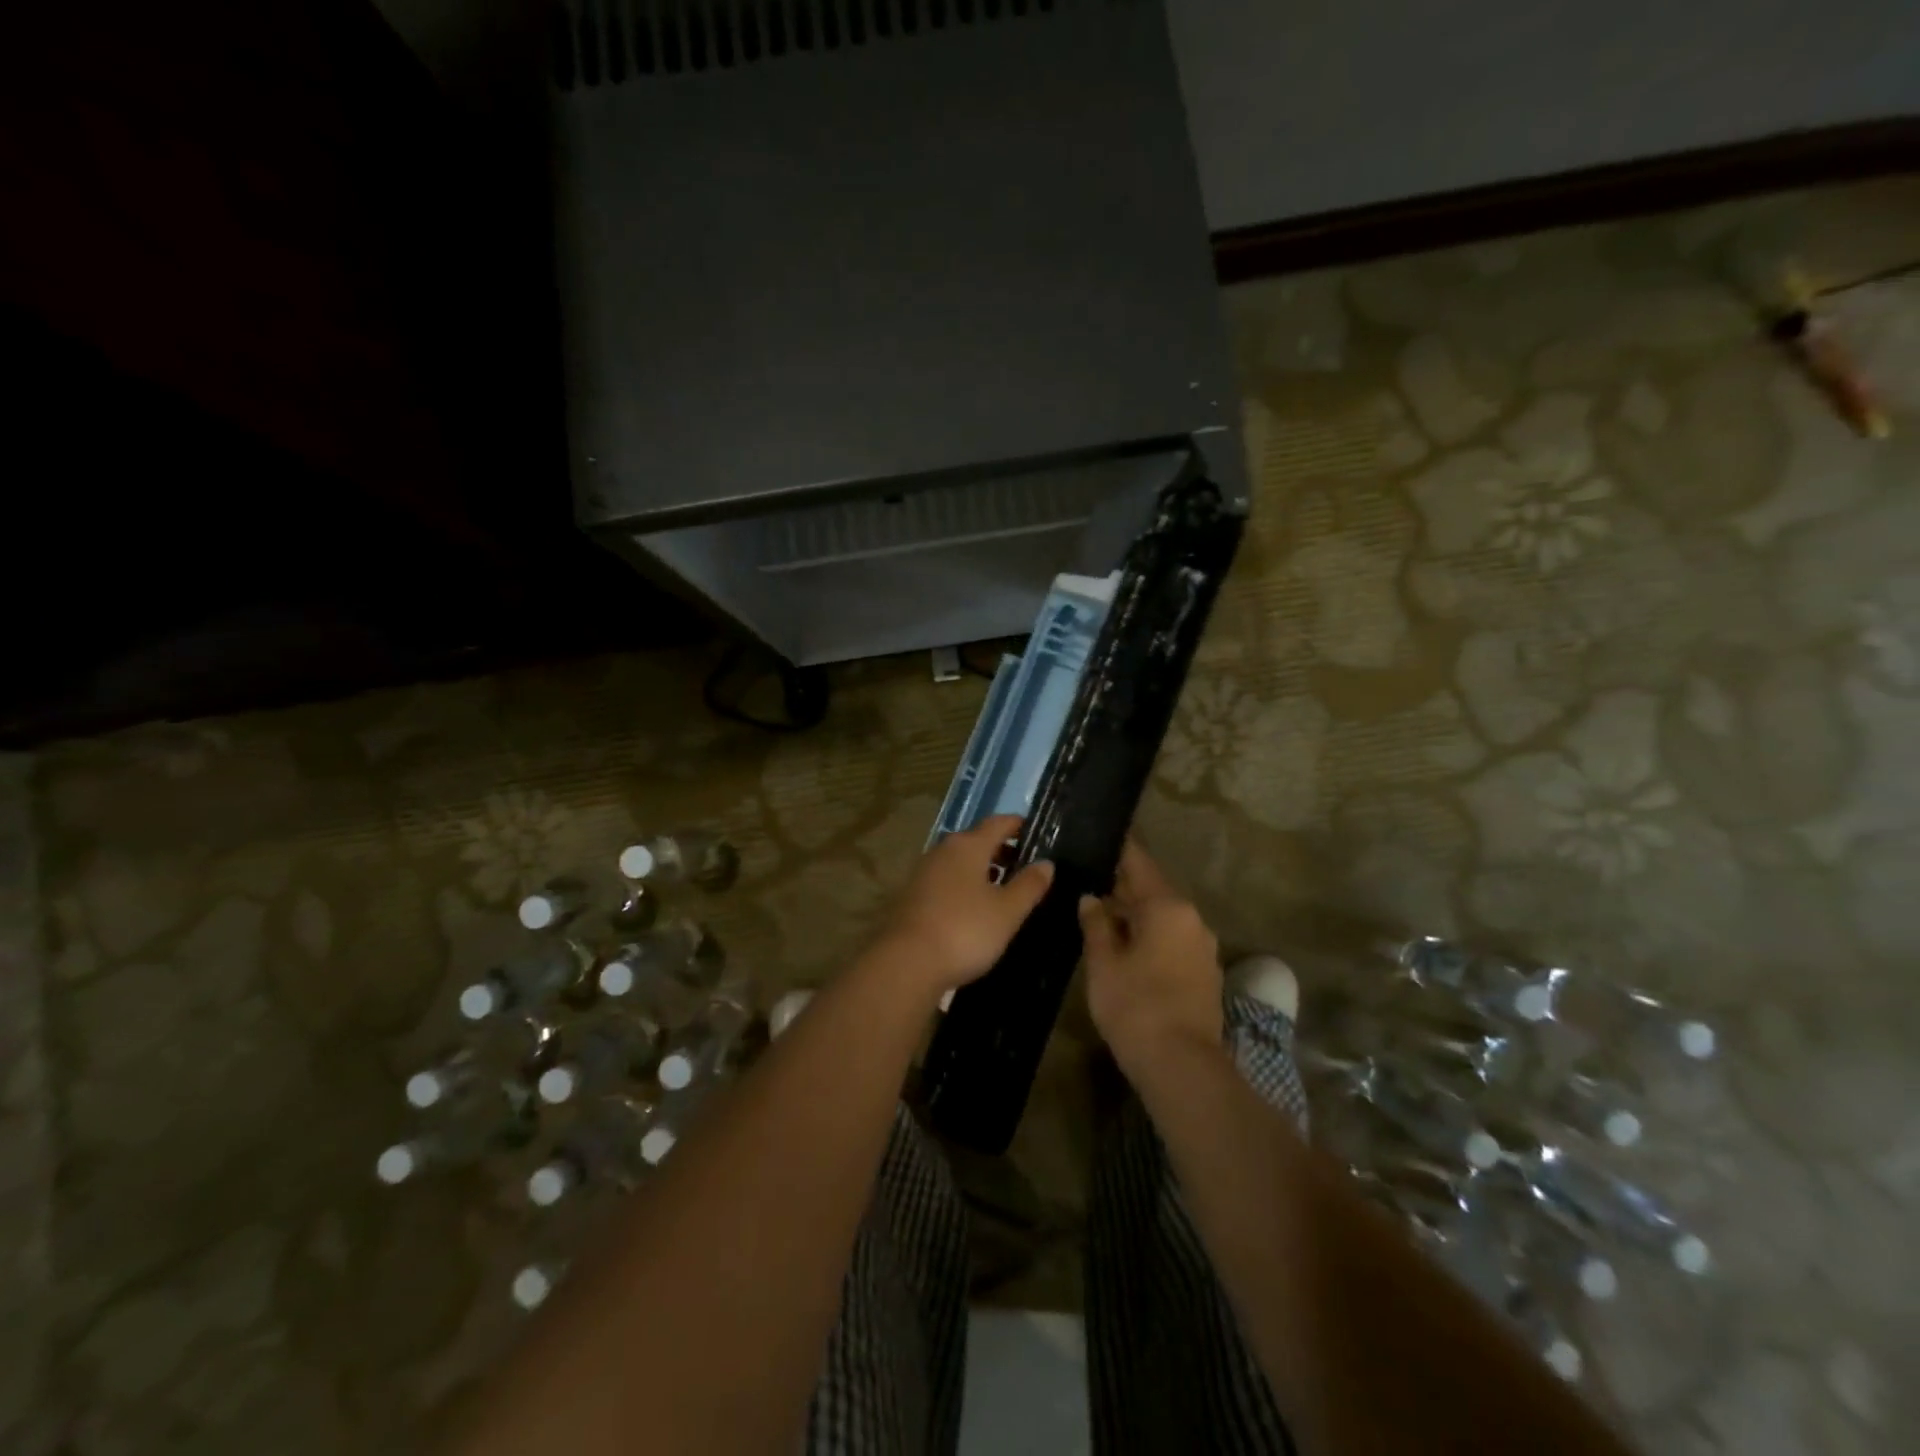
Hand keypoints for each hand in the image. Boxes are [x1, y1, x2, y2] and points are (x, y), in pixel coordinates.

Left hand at [870, 814, 1053, 1000]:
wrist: (907, 963)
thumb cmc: (965, 931)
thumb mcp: (1007, 911)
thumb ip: (1029, 885)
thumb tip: (1046, 863)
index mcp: (968, 846)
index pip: (998, 823)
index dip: (1018, 825)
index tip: (1036, 832)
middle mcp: (943, 851)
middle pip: (976, 840)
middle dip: (1001, 849)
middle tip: (1025, 865)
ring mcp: (924, 872)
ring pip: (959, 861)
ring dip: (982, 868)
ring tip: (1003, 887)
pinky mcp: (912, 895)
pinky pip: (946, 879)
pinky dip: (964, 884)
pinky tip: (974, 907)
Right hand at [1079, 841, 1222, 1072]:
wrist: (1181, 1064)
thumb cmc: (1135, 1005)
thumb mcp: (1103, 962)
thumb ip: (1096, 924)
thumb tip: (1091, 899)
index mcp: (1166, 907)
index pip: (1139, 864)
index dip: (1119, 850)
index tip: (1103, 836)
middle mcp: (1191, 919)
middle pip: (1153, 891)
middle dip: (1123, 887)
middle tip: (1091, 879)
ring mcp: (1202, 947)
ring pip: (1164, 918)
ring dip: (1137, 914)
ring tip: (1104, 915)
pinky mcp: (1205, 973)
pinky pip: (1174, 940)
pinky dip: (1151, 936)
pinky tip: (1128, 948)